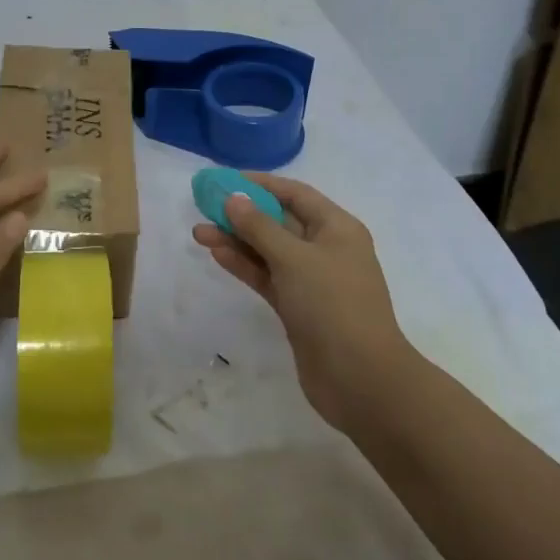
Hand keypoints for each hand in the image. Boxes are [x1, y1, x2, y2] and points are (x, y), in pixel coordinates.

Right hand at [192, 174, 415, 436]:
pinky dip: (244, 265)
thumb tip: (233, 197)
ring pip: (269, 251)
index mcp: (336, 228)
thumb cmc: (333, 305)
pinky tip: (217, 255)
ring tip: (198, 233)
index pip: (295, 194)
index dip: (260, 184)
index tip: (224, 179)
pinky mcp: (298, 308)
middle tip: (203, 207)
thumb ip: (259, 226)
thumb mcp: (293, 258)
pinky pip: (267, 276)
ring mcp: (312, 281)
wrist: (360, 379)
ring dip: (236, 241)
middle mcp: (326, 249)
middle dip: (242, 214)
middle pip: (279, 221)